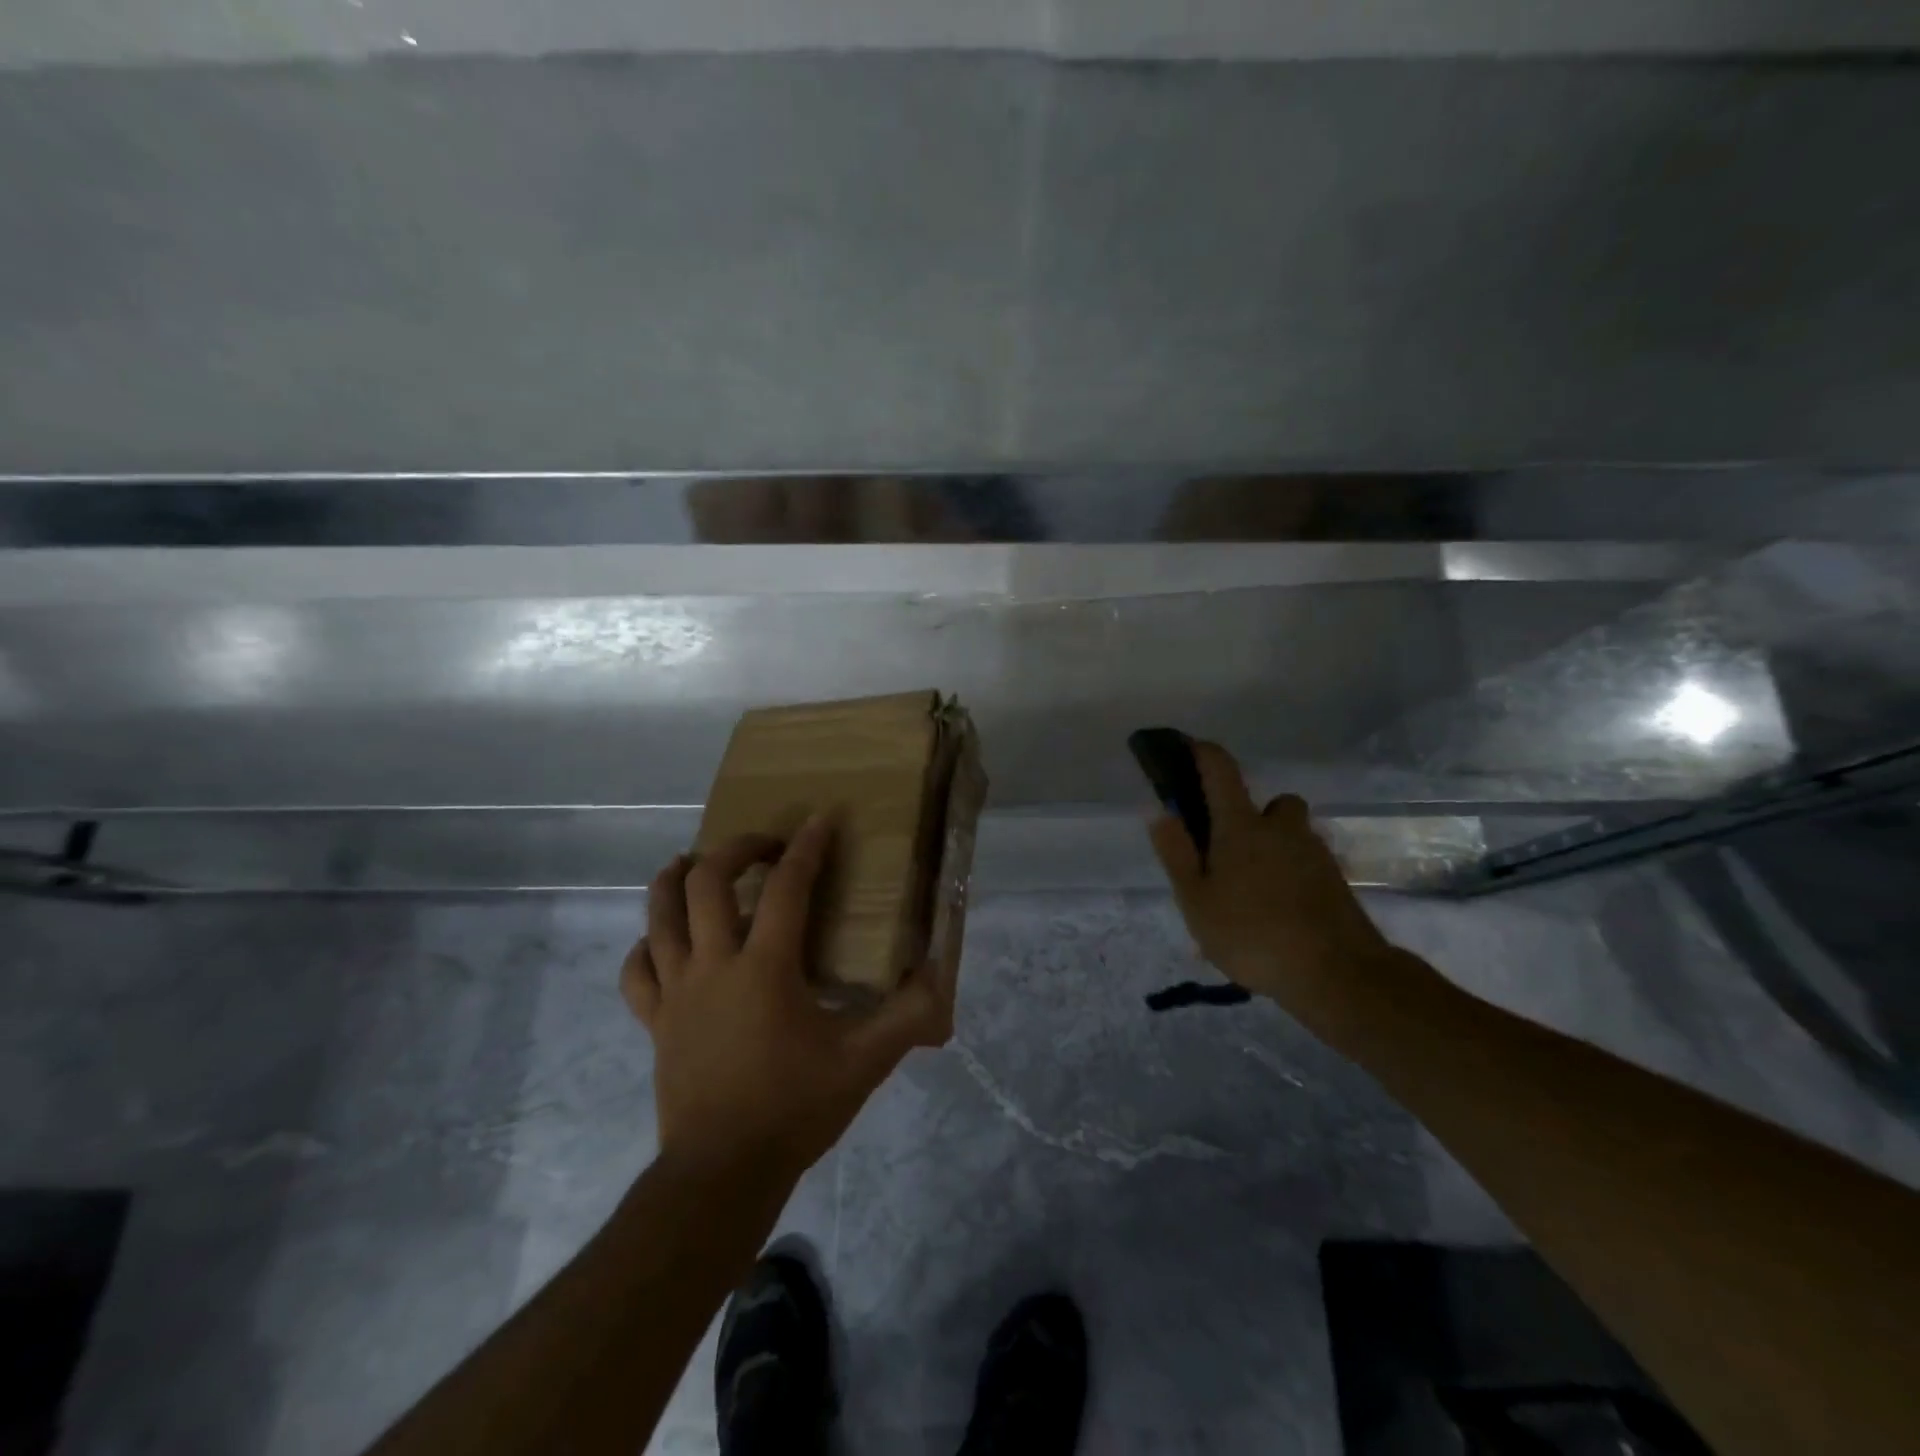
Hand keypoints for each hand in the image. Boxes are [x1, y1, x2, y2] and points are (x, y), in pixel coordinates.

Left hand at [620, 816, 951, 1181]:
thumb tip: (940, 979)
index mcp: (765, 968)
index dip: (807, 847)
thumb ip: (907, 1018)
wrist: (723, 1173)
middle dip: (735, 848)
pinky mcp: (655, 1021)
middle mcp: (714, 965)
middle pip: (707, 881)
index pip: (786, 887)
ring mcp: (677, 991)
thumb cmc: (794, 1108)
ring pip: (659, 915)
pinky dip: (647, 944)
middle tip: (762, 844)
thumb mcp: (864, 1062)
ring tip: (695, 862)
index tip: (820, 819)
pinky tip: (662, 941)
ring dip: (675, 879)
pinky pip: (636, 970)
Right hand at [1147, 740, 1397, 1026]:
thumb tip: (1160, 811)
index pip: (1220, 769)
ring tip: (1252, 893)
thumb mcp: (1196, 900)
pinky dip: (1291, 876)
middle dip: (1249, 816)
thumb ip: (1176, 853)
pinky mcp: (1336, 881)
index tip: (1186, 749)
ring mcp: (1315, 853)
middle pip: (1269, 803)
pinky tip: (1278, 914)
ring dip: (1273, 848)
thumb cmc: (1252, 933)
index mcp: (1241, 826)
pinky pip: (1305, 865)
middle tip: (1228, 854)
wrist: (1338, 974)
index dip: (1202, 752)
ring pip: (1290, 836)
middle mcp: (1281, 828)